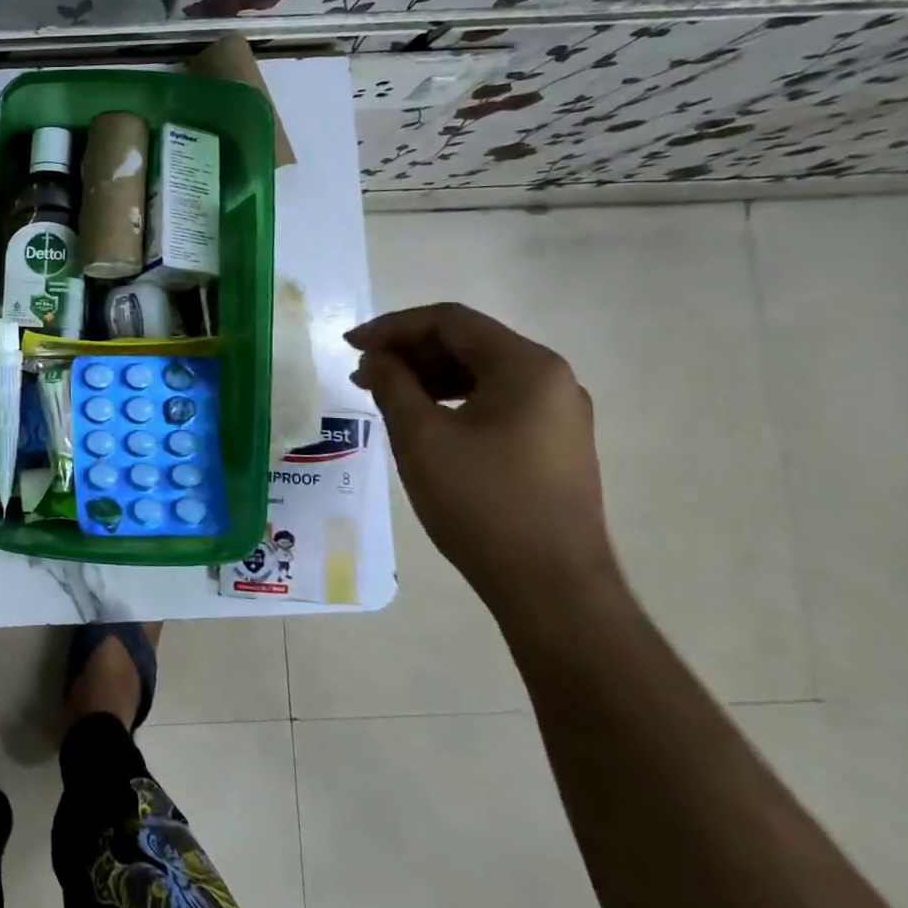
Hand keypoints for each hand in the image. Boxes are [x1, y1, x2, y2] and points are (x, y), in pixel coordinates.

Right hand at [345, 303, 623, 615]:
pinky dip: (451, 400)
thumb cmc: (480, 501)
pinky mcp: (552, 443)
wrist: (550, 585)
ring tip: (382, 395)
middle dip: (409, 351)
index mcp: (526, 367)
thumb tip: (377, 359)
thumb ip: (392, 384)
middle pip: (468, 343)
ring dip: (427, 376)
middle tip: (361, 373)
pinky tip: (421, 419)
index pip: (451, 321)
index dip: (393, 327)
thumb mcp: (420, 437)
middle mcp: (551, 379)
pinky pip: (494, 401)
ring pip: (480, 373)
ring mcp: (557, 414)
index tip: (350, 347)